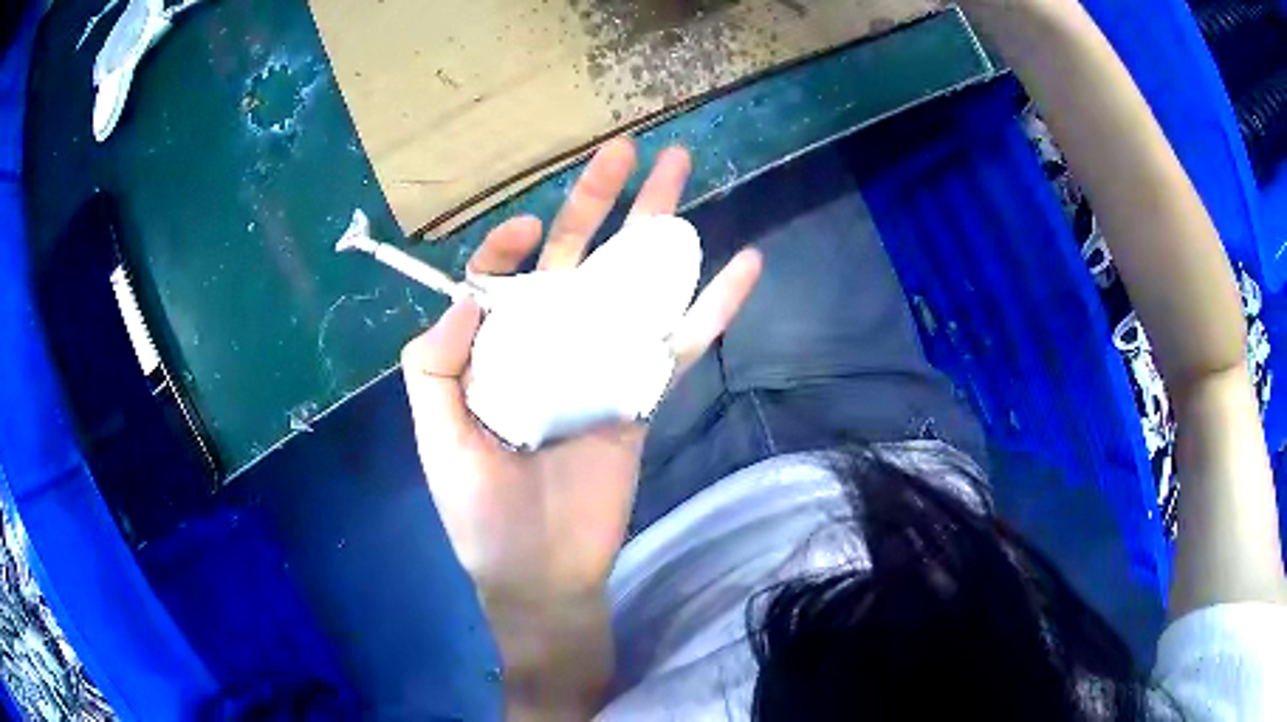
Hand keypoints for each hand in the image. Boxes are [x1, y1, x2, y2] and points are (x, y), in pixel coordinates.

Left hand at [402, 138, 760, 613]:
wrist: (540, 571)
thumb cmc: (480, 511)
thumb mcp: (437, 438)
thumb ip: (435, 366)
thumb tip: (466, 296)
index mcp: (497, 349)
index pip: (505, 276)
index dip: (512, 244)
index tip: (531, 230)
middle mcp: (550, 343)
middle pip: (579, 256)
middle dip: (602, 198)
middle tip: (629, 147)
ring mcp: (602, 363)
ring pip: (635, 283)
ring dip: (661, 229)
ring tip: (686, 172)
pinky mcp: (643, 394)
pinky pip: (683, 343)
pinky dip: (716, 306)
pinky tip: (746, 264)